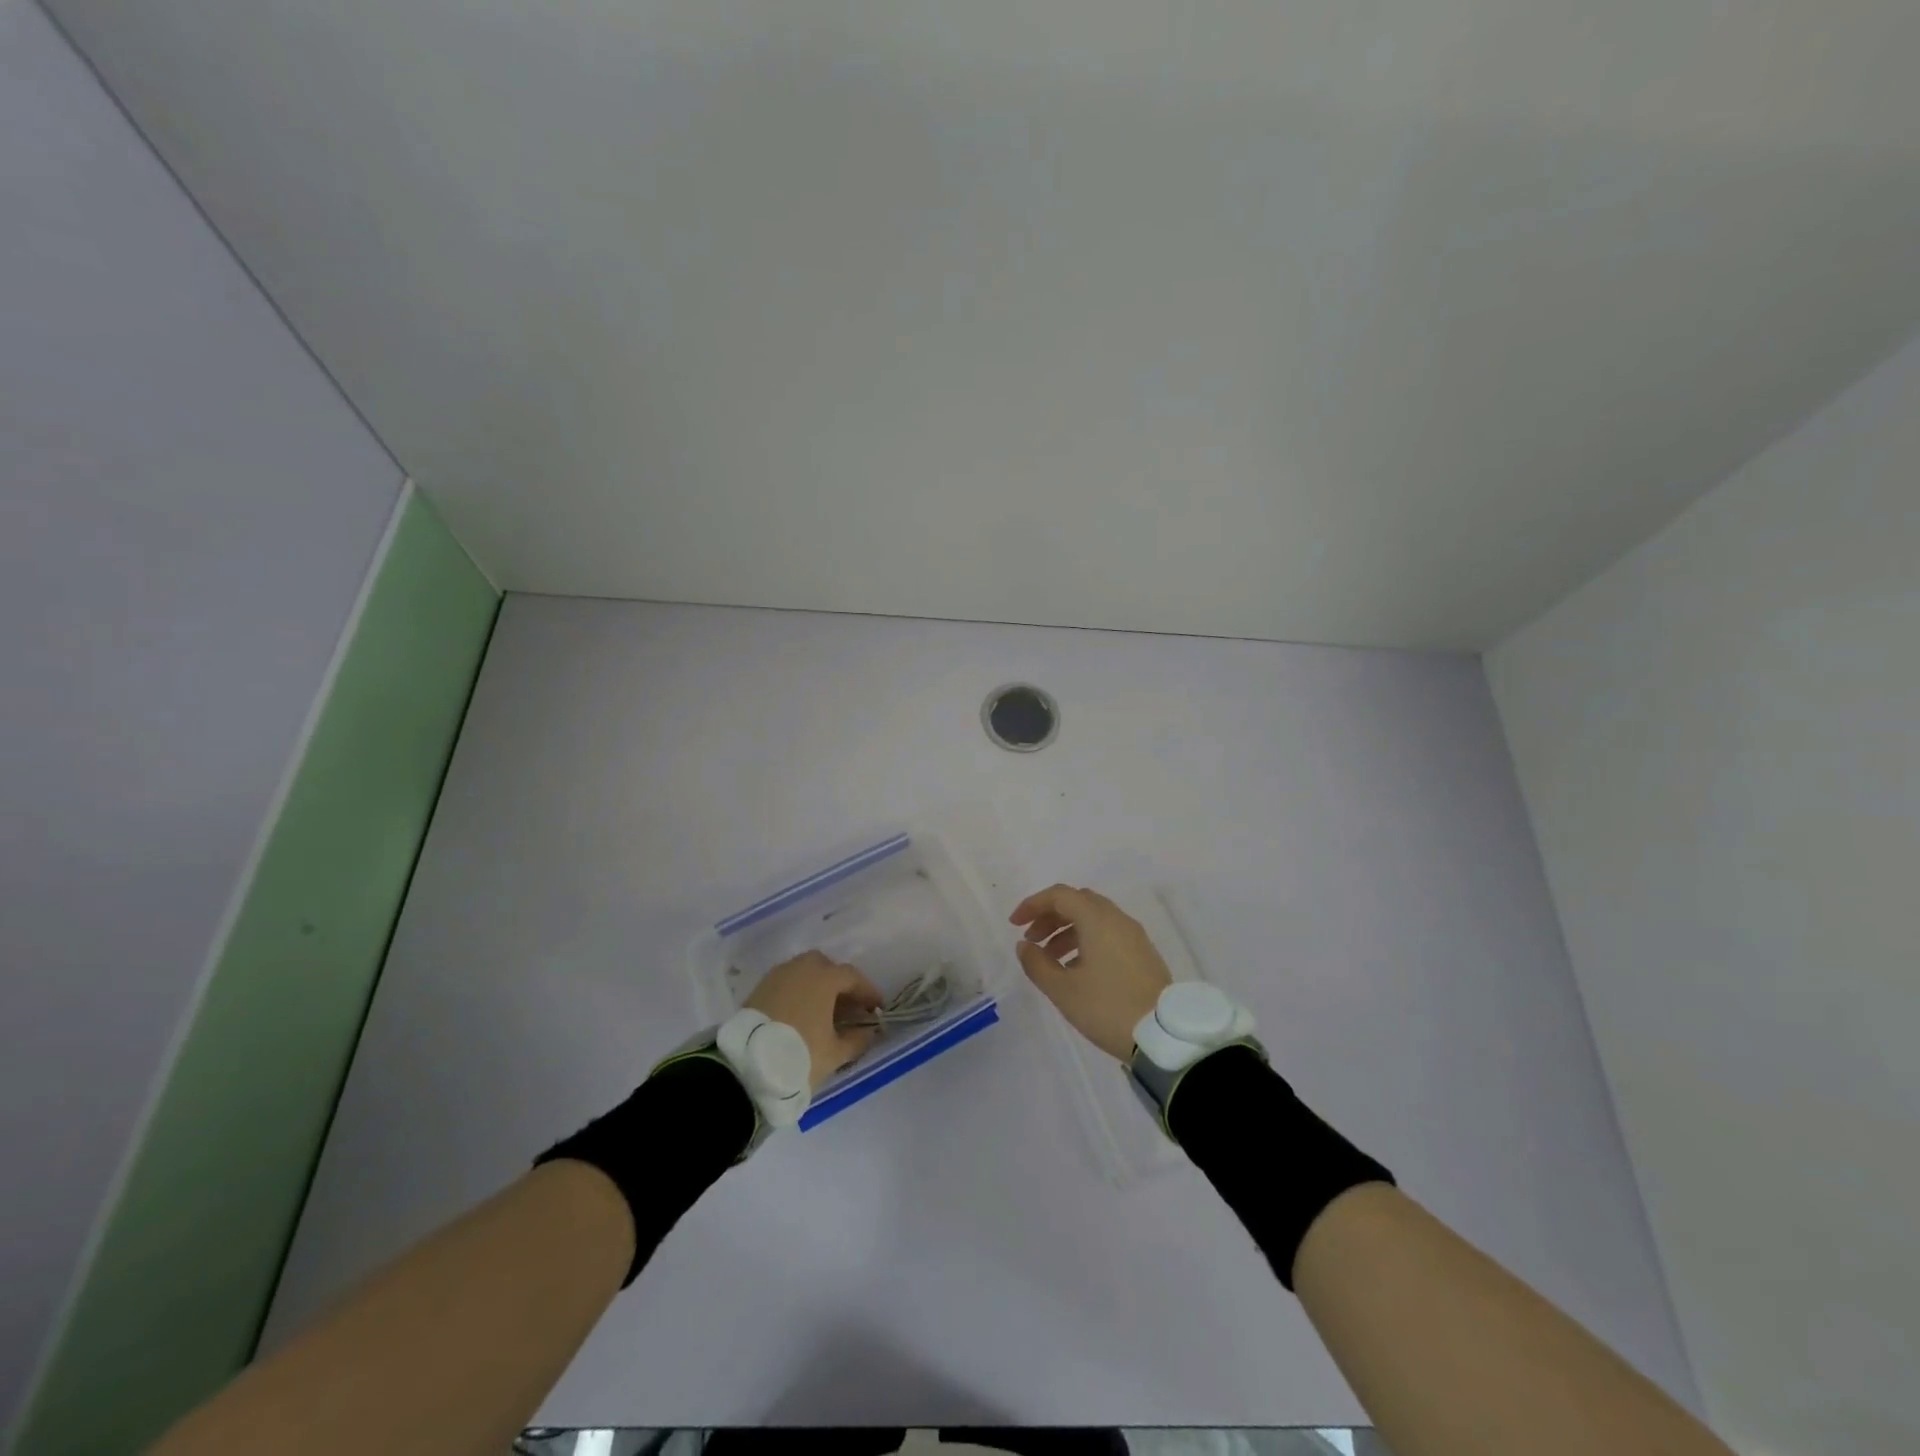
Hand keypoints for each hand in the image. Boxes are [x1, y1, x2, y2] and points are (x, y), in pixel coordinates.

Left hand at [744, 952, 883, 1089]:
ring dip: (816, 987)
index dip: (867, 991)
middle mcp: (801, 968)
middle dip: (838, 983)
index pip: (852, 977)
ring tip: (822, 1012)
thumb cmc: (800, 1054)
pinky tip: (800, 1015)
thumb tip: (869, 1032)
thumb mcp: (835, 1054)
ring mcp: (777, 976)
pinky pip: (786, 983)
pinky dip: (797, 993)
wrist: (746, 1066)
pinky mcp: (758, 989)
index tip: (876, 1008)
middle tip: (847, 1006)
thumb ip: (857, 1040)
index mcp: (824, 978)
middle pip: (825, 967)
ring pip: (803, 972)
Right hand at [1011, 885, 1171, 1061]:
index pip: (1060, 895)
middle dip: (1050, 917)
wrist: (1164, 1036)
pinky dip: (1086, 941)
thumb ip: (1037, 964)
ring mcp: (1134, 936)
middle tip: (1031, 941)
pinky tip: (1076, 969)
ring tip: (1050, 960)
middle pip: (1078, 902)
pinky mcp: (1143, 954)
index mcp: (1097, 920)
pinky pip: (1108, 934)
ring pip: (1094, 919)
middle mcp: (1117, 919)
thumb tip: (1024, 946)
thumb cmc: (1108, 1008)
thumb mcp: (1063, 990)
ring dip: (1067, 931)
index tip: (1014, 925)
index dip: (1033, 905)